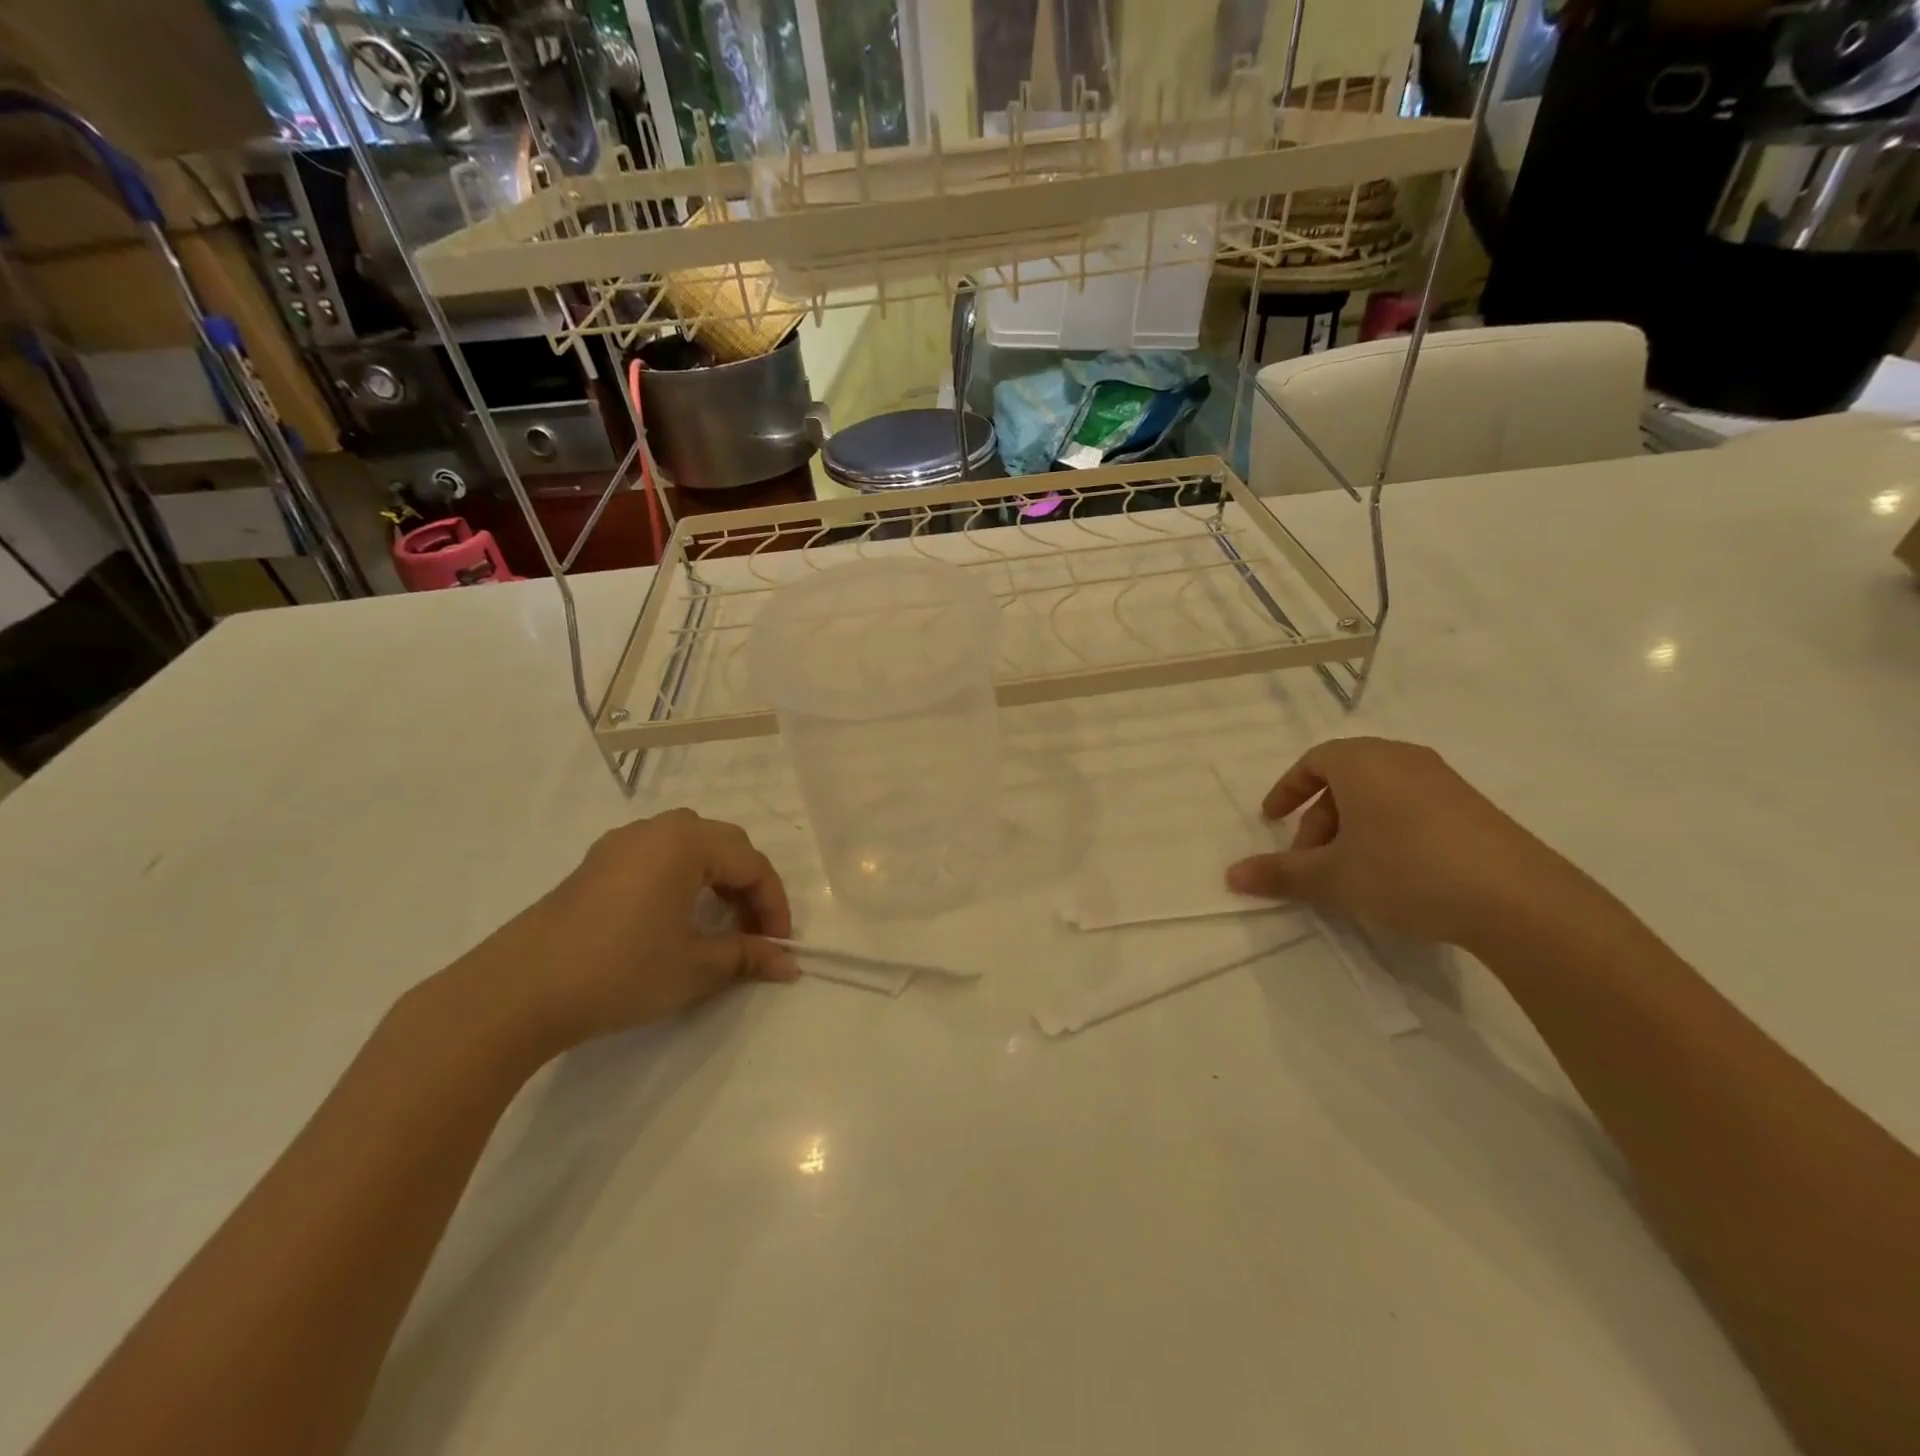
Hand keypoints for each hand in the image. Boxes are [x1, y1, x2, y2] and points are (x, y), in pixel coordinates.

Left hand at [455, 809, 797, 1055]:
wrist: (517, 992)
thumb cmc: (619, 971)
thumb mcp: (694, 967)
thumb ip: (747, 956)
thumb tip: (788, 964)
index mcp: (686, 842)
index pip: (751, 864)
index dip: (774, 904)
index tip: (779, 946)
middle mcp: (656, 830)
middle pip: (724, 845)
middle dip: (748, 887)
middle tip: (753, 933)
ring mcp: (620, 843)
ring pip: (690, 846)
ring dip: (716, 880)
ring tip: (719, 924)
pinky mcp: (595, 864)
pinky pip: (657, 856)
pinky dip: (682, 879)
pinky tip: (674, 917)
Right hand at [1225, 737, 1592, 948]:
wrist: (1518, 899)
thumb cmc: (1405, 871)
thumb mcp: (1332, 877)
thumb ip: (1280, 873)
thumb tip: (1231, 876)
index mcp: (1362, 762)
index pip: (1313, 761)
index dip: (1287, 790)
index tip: (1271, 820)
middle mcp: (1401, 759)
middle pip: (1344, 778)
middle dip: (1318, 818)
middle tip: (1310, 860)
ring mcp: (1443, 781)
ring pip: (1379, 794)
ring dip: (1352, 827)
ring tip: (1351, 871)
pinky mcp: (1474, 808)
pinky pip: (1412, 807)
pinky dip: (1388, 831)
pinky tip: (1395, 874)